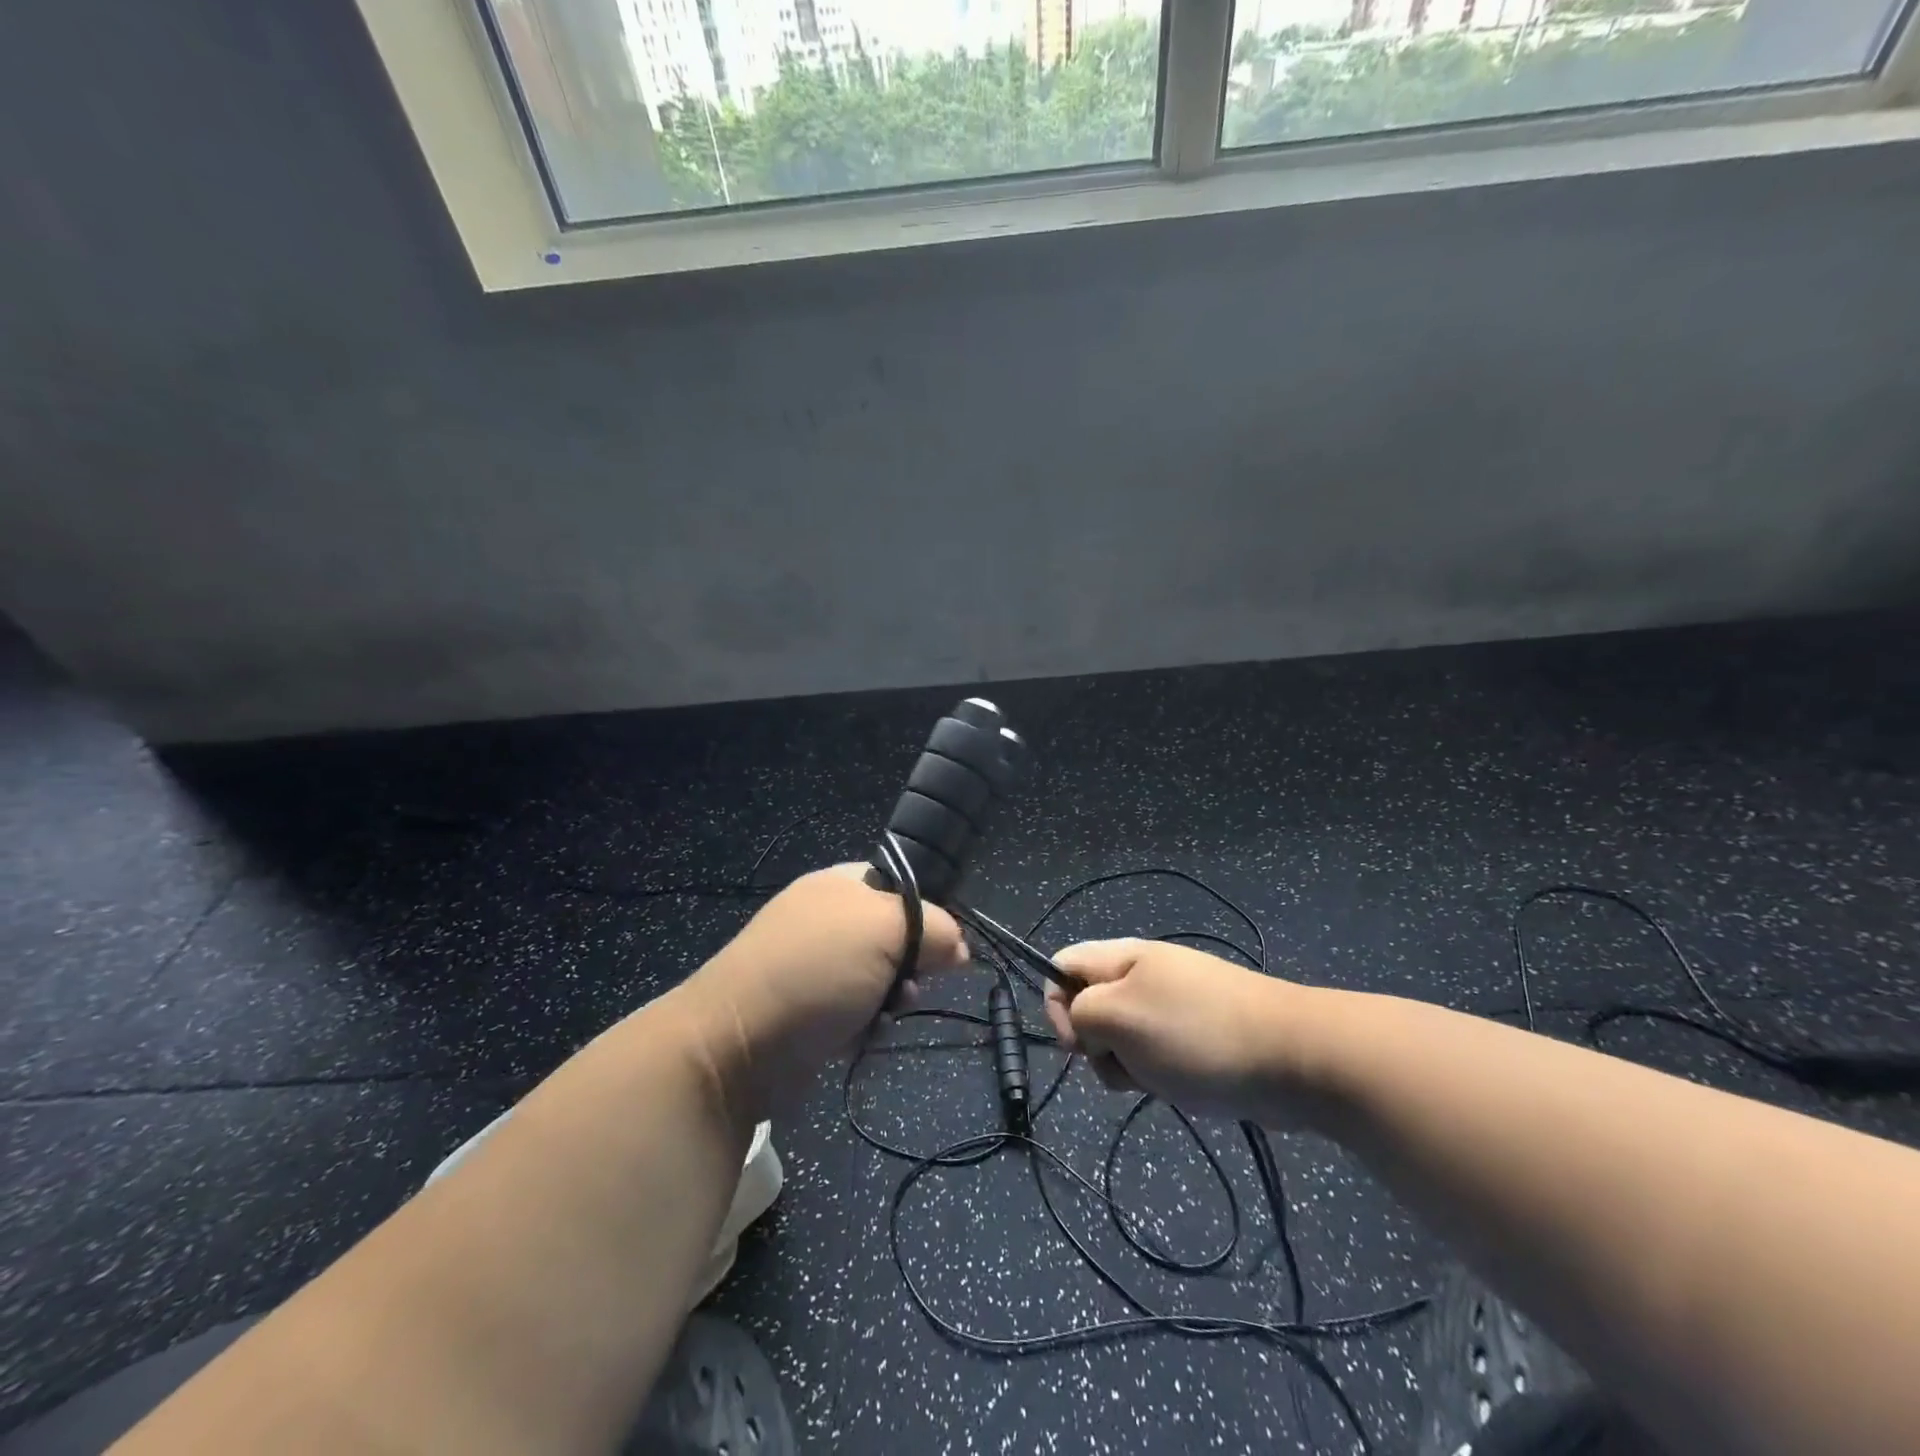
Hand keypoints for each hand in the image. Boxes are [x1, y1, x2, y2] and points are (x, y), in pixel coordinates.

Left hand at [679, 866, 965, 1113]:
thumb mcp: (885, 929)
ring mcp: (813, 965)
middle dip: (912, 962)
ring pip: (880, 975)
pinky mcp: (806, 1010)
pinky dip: (866, 1022)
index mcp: (840, 883)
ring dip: (892, 996)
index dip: (928, 911)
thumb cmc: (815, 971)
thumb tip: (961, 948)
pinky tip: (863, 1034)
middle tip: (911, 982)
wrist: (734, 1045)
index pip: (901, 883)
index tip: (945, 944)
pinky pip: (857, 1008)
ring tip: (887, 1012)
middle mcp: (826, 918)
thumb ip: (933, 927)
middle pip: (895, 934)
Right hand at [1044, 938, 1306, 1124]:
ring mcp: (1174, 1005)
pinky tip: (1182, 1085)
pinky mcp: (1197, 1035)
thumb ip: (1079, 1013)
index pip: (1062, 965)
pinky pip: (1156, 1053)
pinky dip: (1159, 1074)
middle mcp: (1144, 974)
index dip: (1055, 1003)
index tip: (1078, 1043)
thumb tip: (1084, 1025)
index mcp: (1123, 956)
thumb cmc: (1196, 1033)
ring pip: (1122, 1036)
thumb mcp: (1119, 1016)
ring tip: (1158, 1077)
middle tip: (1123, 1061)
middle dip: (1096, 1043)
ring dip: (1128, 1064)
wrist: (1294, 1056)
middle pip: (1090, 1005)